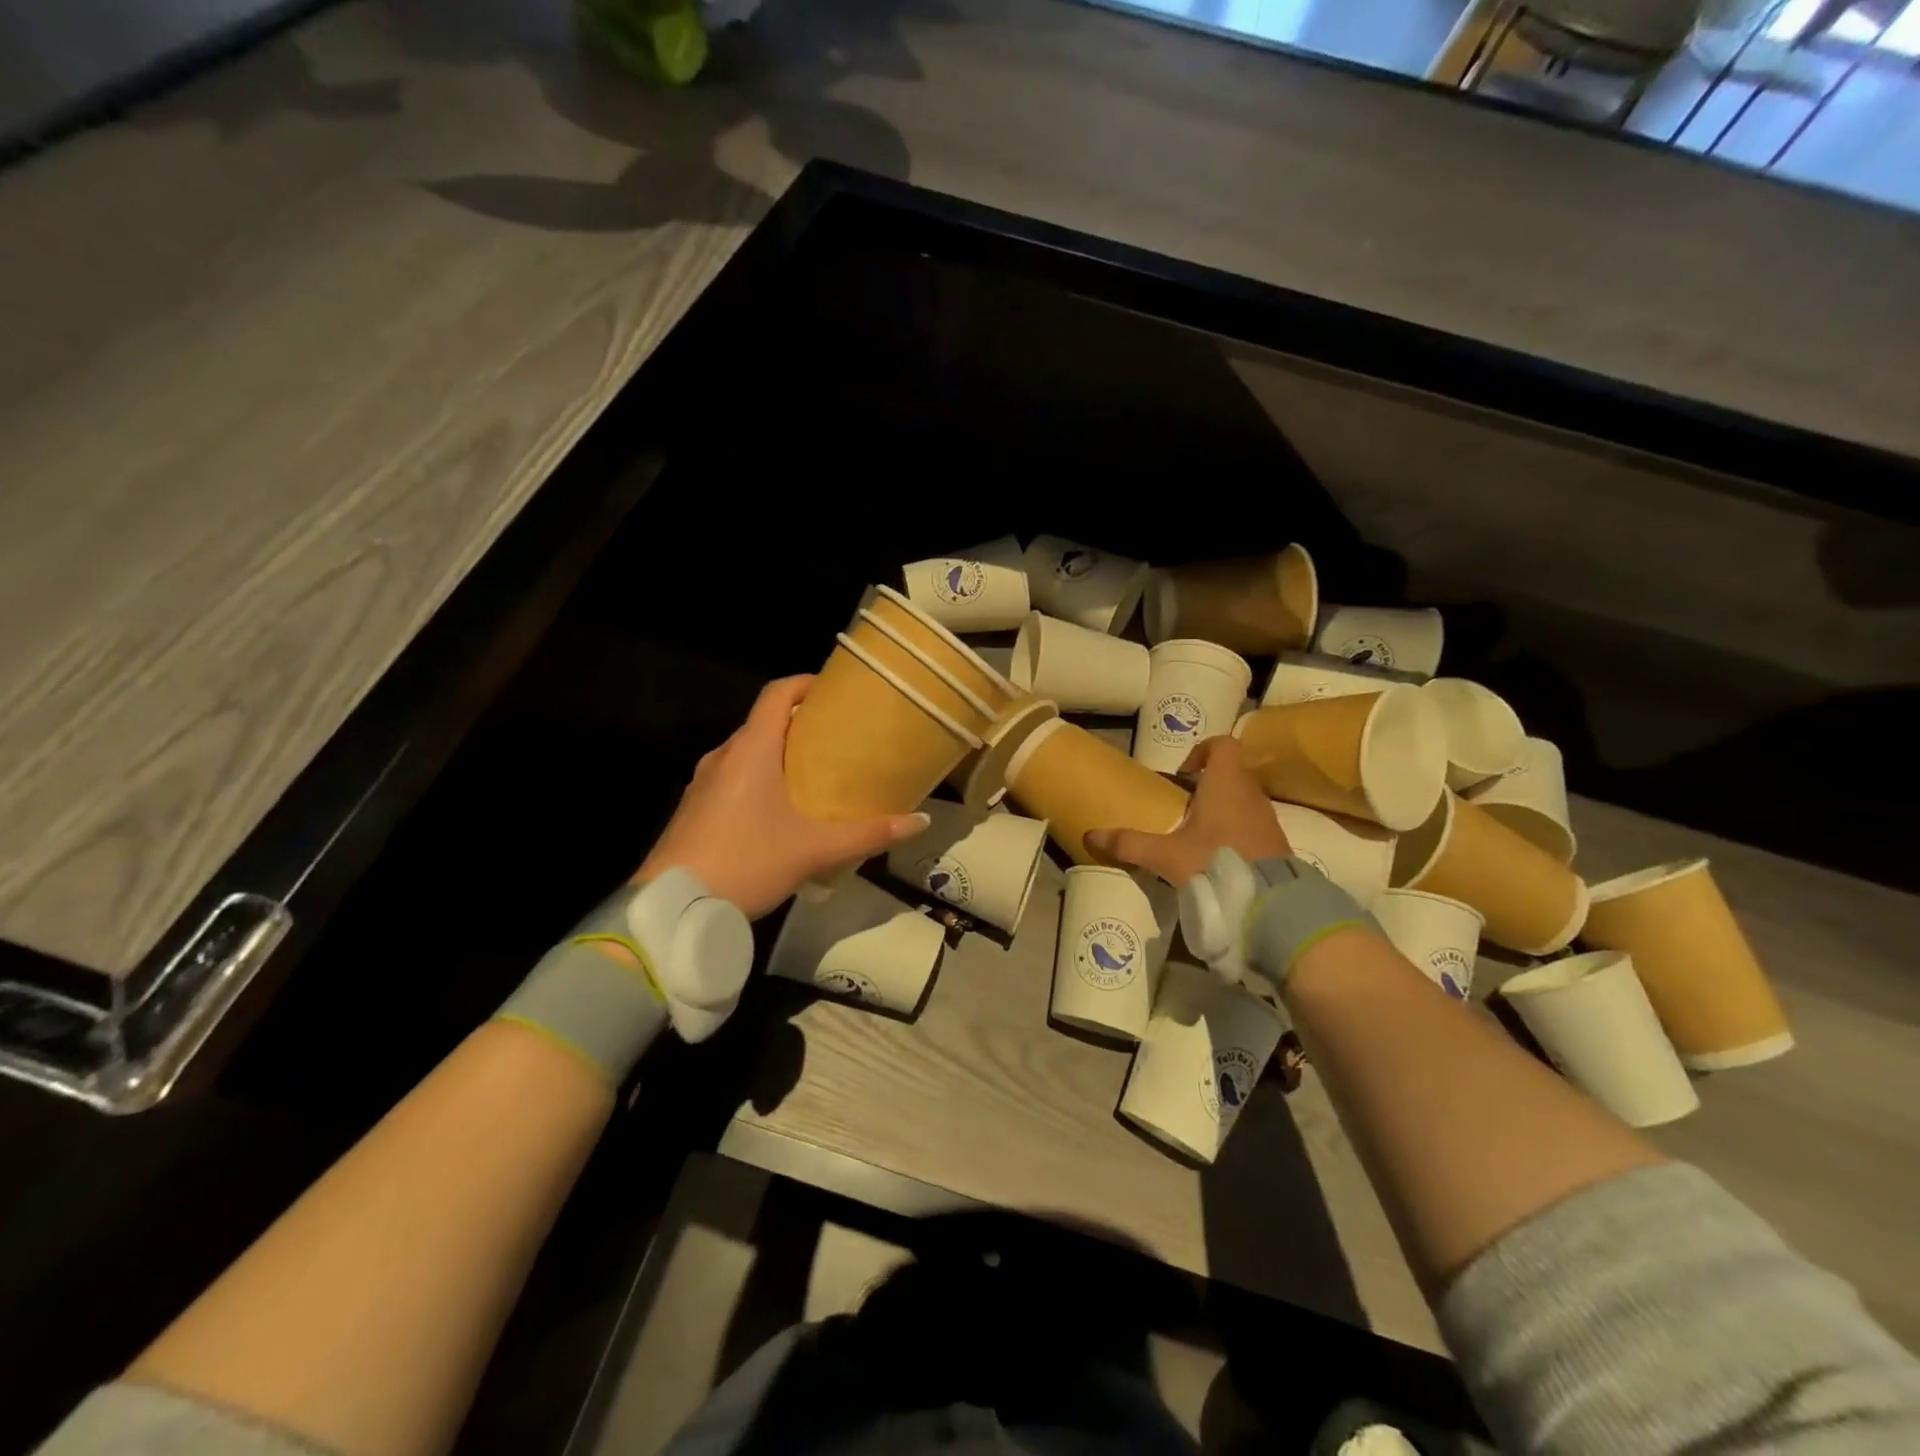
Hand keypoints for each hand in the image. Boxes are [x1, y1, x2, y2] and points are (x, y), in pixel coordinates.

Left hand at [635, 675, 930, 917]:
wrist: (672, 907)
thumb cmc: (747, 862)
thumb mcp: (815, 849)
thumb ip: (868, 834)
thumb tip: (919, 822)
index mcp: (751, 749)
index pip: (777, 693)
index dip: (806, 684)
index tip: (834, 692)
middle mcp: (723, 756)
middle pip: (763, 722)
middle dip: (799, 724)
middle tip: (837, 738)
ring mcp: (703, 783)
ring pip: (746, 753)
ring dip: (777, 754)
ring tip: (814, 773)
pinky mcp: (693, 809)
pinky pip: (731, 778)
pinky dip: (758, 778)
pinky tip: (779, 810)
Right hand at [1086, 736, 1289, 883]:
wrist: (1270, 902)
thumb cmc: (1215, 862)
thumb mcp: (1166, 855)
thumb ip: (1129, 844)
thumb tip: (1091, 836)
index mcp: (1225, 784)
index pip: (1223, 745)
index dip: (1203, 751)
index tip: (1183, 773)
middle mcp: (1251, 794)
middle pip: (1232, 773)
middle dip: (1208, 785)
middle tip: (1184, 808)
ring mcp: (1268, 819)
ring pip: (1244, 799)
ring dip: (1223, 809)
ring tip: (1198, 834)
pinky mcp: (1277, 844)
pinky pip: (1254, 824)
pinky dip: (1237, 831)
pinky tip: (1218, 856)